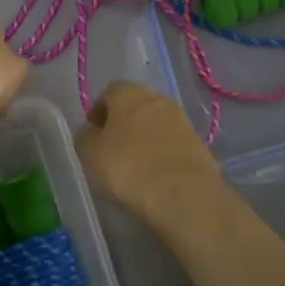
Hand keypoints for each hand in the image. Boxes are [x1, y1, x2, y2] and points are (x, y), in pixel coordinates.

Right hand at [75, 81, 223, 230]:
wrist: (182, 194)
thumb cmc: (128, 167)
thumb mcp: (90, 153)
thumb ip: (85, 137)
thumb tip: (91, 132)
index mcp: (129, 93)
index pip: (110, 92)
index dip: (99, 110)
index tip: (93, 132)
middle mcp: (158, 99)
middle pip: (136, 106)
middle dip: (124, 123)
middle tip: (112, 148)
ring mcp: (182, 121)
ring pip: (157, 124)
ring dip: (145, 139)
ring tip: (135, 166)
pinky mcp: (199, 145)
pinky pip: (173, 145)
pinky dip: (163, 155)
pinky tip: (155, 176)